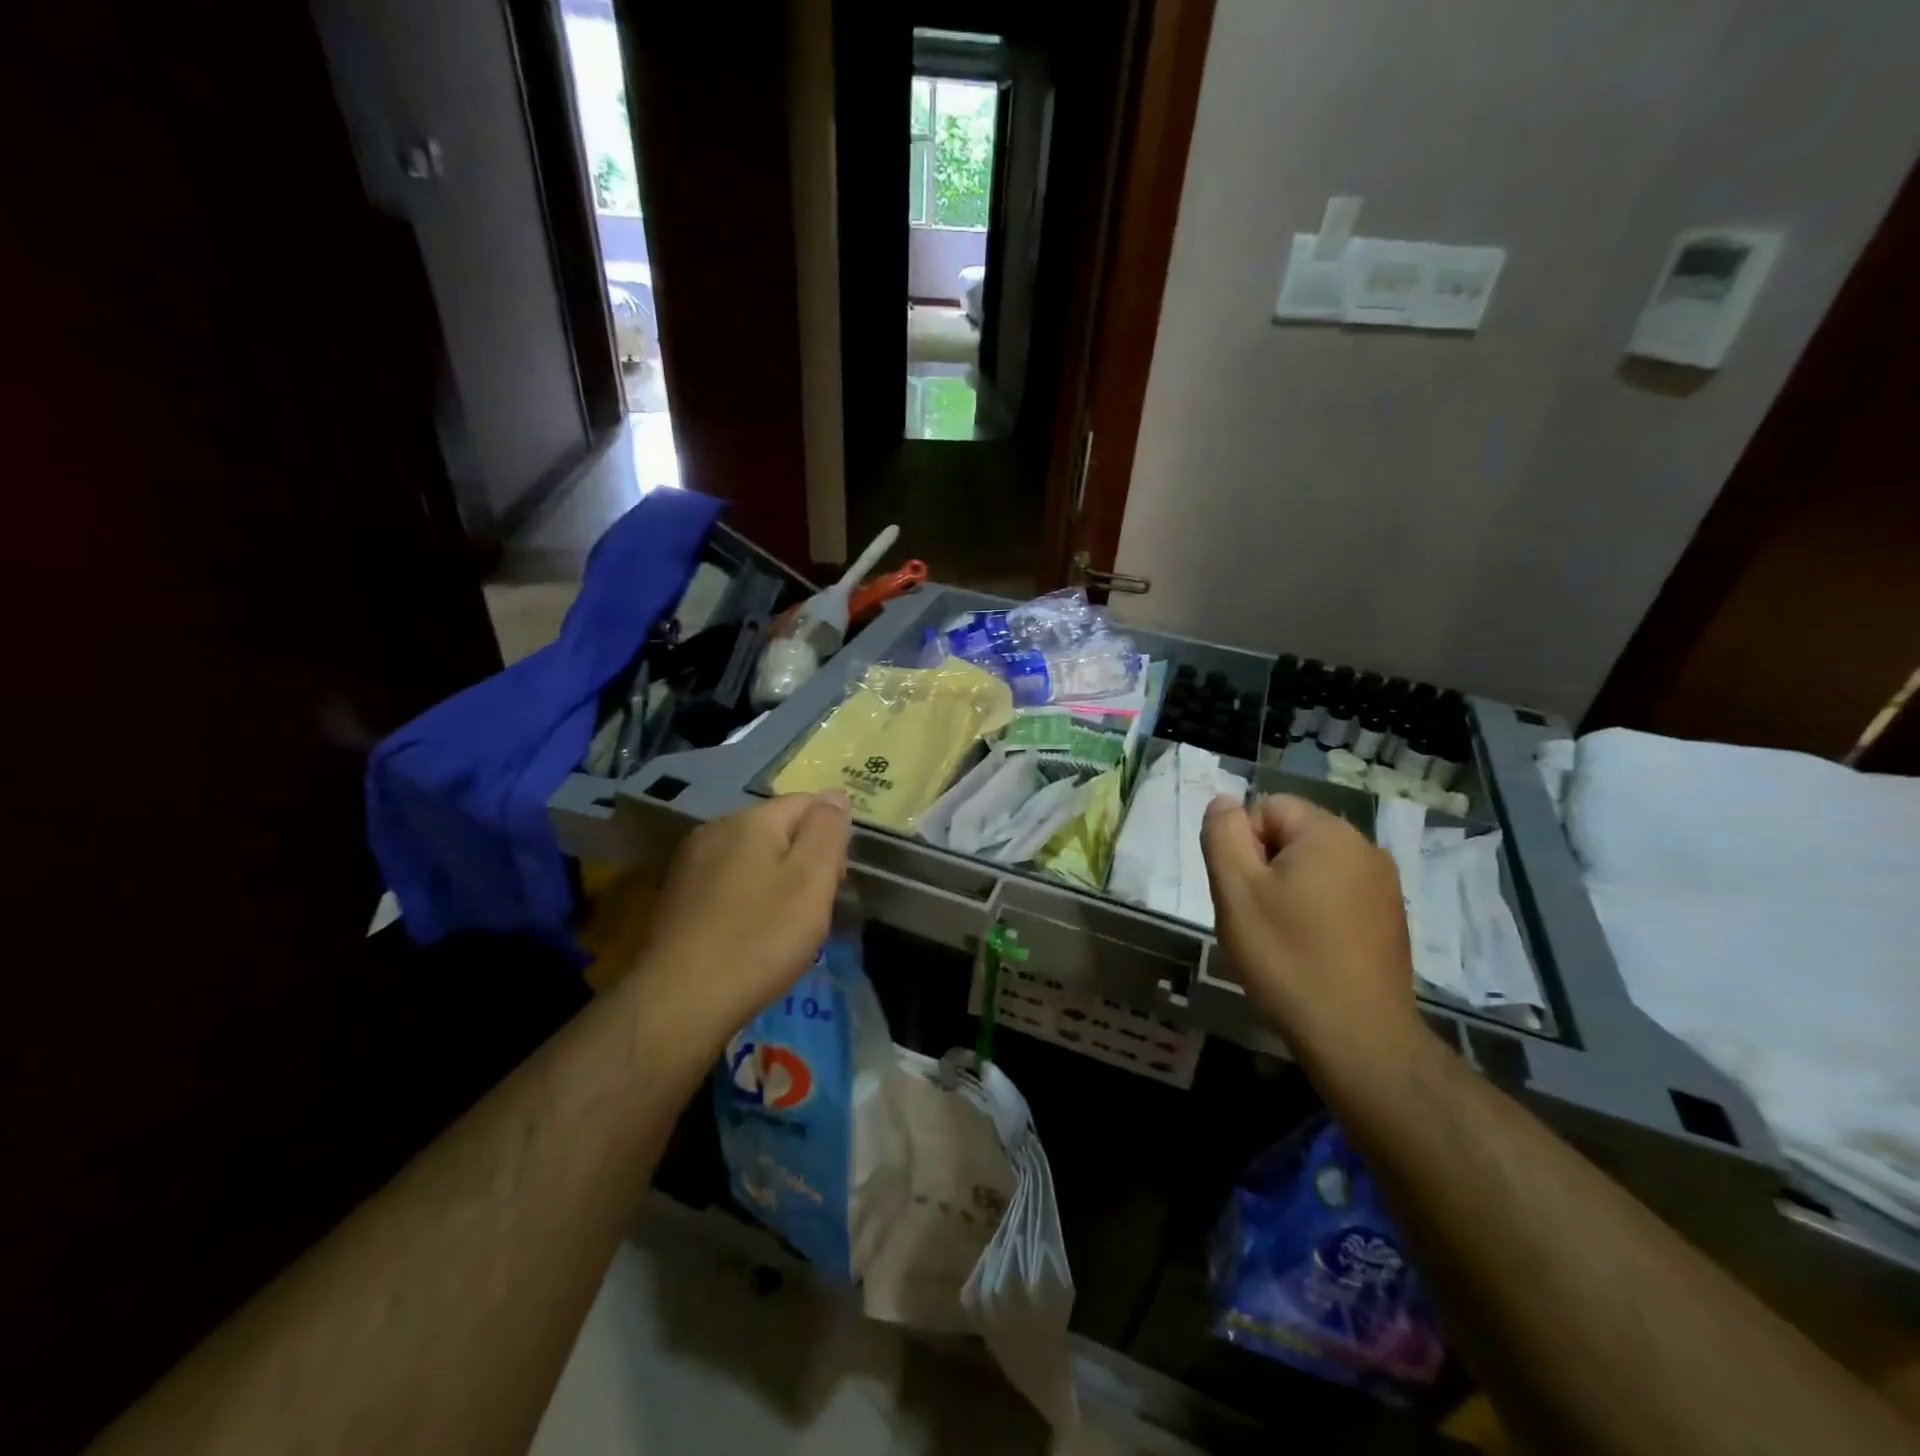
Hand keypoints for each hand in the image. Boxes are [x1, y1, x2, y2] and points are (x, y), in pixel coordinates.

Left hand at [634, 792, 851, 1046]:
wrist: (680, 1001)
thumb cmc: (759, 938)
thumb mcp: (811, 880)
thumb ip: (827, 831)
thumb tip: (835, 794)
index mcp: (750, 820)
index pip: (807, 803)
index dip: (831, 837)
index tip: (836, 881)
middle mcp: (715, 830)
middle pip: (779, 829)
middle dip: (804, 860)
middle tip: (815, 909)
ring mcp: (691, 864)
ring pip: (753, 858)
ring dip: (777, 882)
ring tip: (785, 926)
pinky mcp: (677, 897)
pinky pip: (728, 884)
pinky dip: (748, 900)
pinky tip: (750, 935)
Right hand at [1201, 794, 1417, 1059]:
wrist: (1358, 1037)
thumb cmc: (1287, 957)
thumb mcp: (1236, 891)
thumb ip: (1223, 835)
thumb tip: (1225, 801)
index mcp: (1329, 833)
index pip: (1268, 807)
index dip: (1242, 843)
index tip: (1242, 891)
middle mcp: (1365, 848)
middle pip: (1293, 834)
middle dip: (1265, 866)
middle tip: (1255, 915)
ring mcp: (1384, 885)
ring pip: (1314, 866)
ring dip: (1289, 889)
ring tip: (1281, 936)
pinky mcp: (1390, 918)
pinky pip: (1339, 893)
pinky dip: (1316, 910)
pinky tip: (1310, 950)